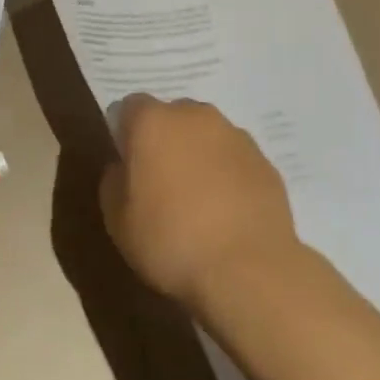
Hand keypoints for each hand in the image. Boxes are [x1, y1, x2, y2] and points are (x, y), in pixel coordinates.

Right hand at [99, 95, 301, 313]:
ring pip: (206, 136)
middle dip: (164, 140)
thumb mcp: (117, 219)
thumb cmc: (170, 241)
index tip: (128, 167)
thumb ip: (113, 181)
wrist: (249, 272)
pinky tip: (227, 213)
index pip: (129, 107)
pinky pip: (235, 160)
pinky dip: (228, 176)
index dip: (125, 134)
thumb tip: (123, 168)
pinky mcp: (266, 162)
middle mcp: (194, 116)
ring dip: (199, 156)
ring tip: (200, 201)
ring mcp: (235, 136)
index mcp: (152, 121)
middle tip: (161, 183)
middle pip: (171, 117)